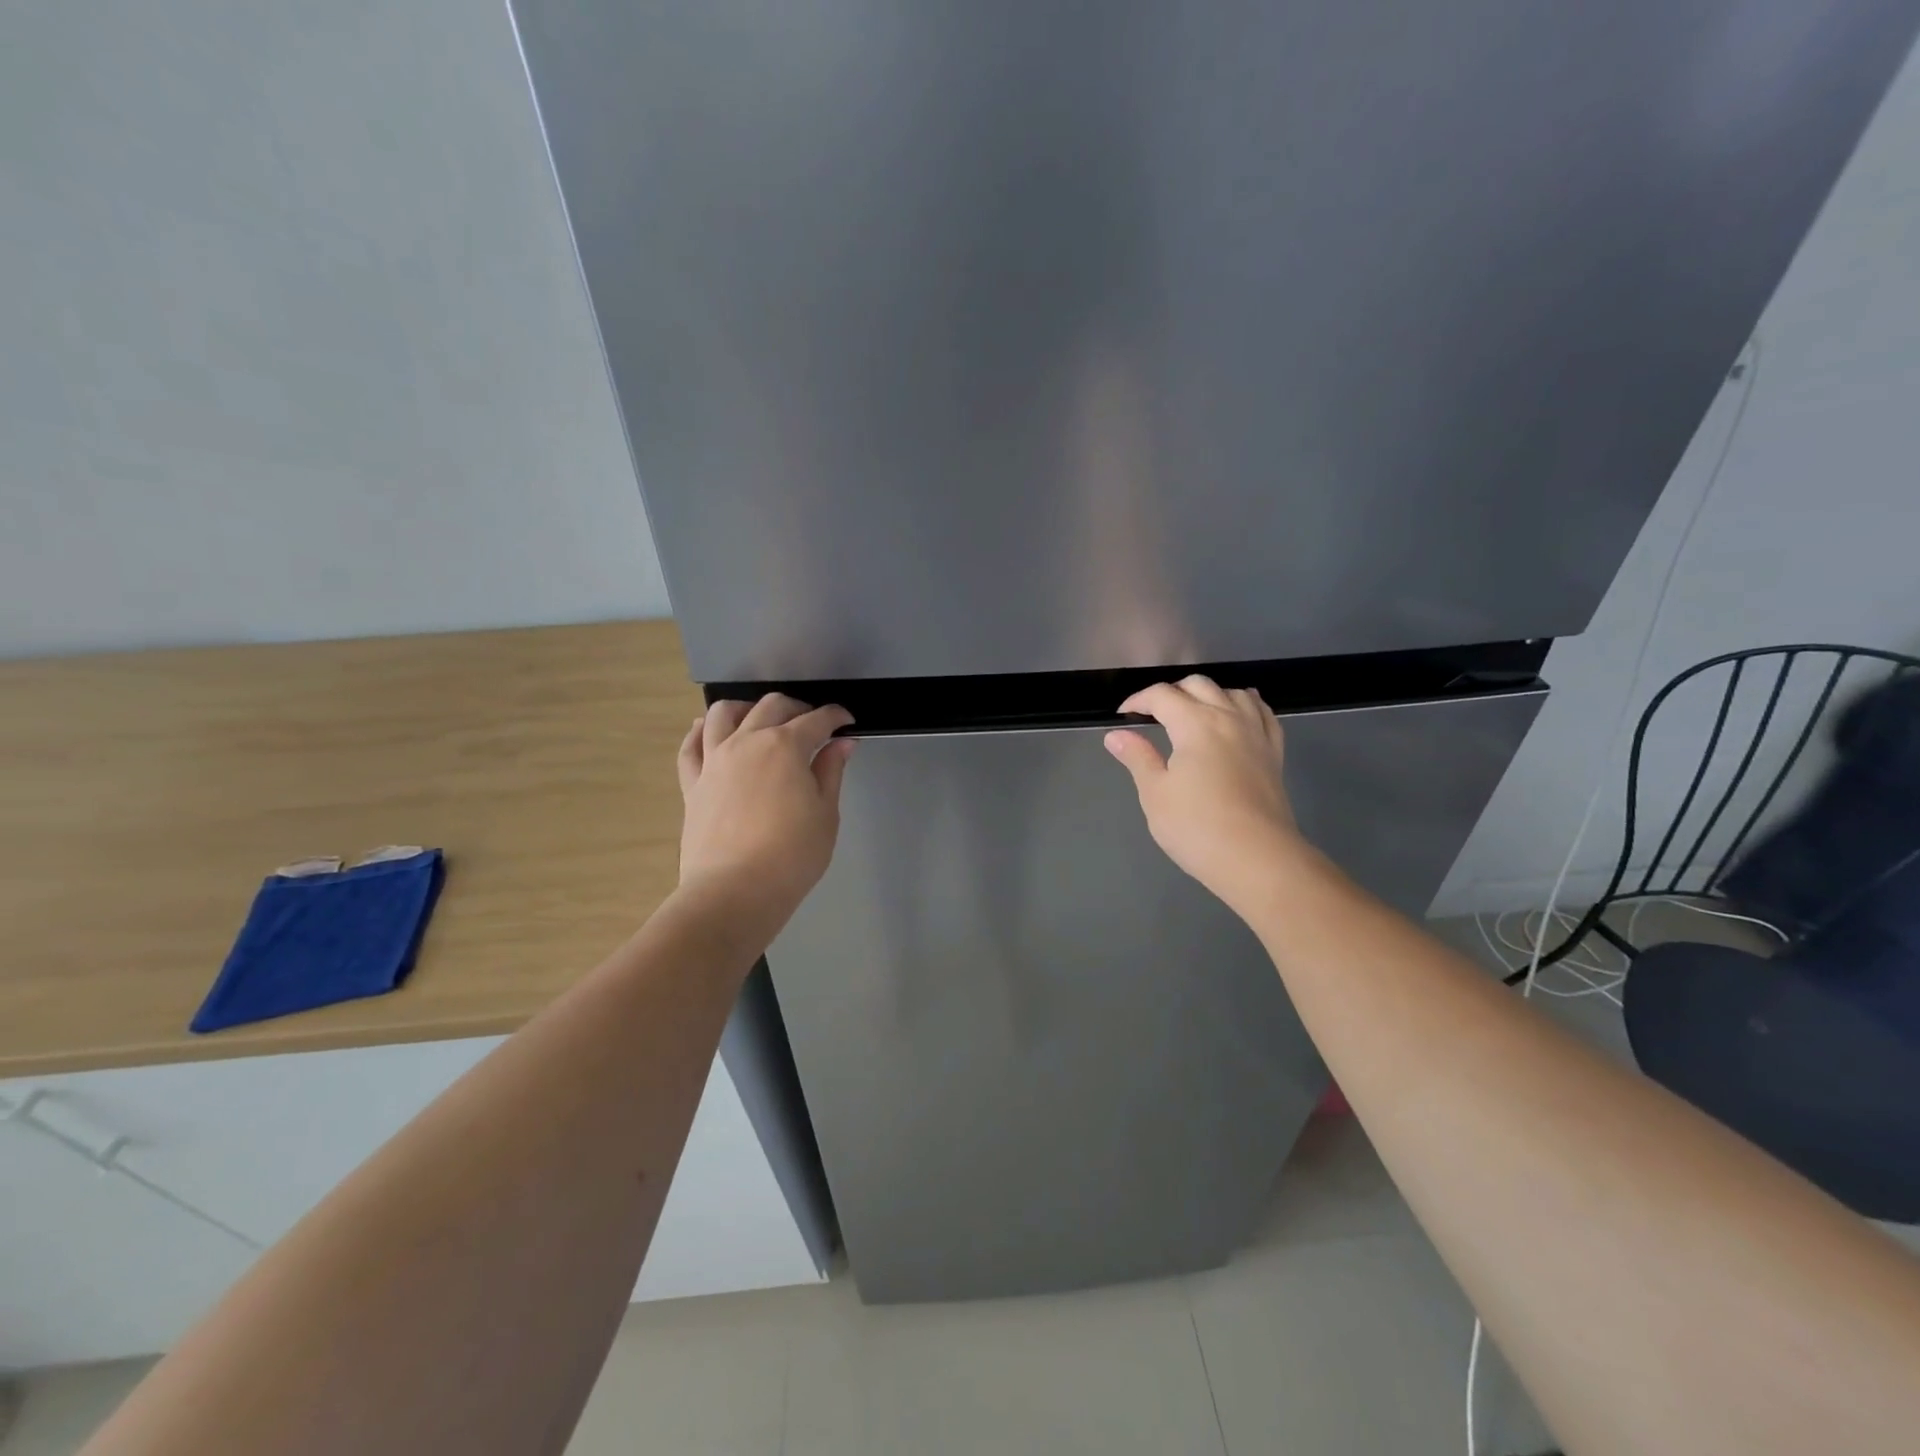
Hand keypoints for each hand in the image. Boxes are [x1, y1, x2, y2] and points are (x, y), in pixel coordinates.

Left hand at [676, 694, 854, 927]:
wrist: (734, 891)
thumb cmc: (792, 855)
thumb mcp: (825, 814)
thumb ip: (830, 772)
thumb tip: (842, 743)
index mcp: (786, 746)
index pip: (817, 720)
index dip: (836, 717)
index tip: (847, 722)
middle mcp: (747, 741)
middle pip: (772, 706)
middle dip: (797, 708)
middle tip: (813, 724)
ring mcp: (714, 760)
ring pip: (724, 713)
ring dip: (747, 708)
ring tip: (760, 719)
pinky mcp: (693, 783)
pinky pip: (691, 746)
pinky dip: (701, 731)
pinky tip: (710, 730)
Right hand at [1105, 676, 1304, 915]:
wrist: (1257, 859)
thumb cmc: (1197, 827)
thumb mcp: (1155, 794)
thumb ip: (1137, 757)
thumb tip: (1116, 735)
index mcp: (1195, 723)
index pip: (1162, 695)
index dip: (1138, 700)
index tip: (1123, 717)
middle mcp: (1228, 717)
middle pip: (1198, 685)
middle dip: (1172, 693)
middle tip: (1153, 715)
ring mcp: (1256, 733)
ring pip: (1233, 692)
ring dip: (1209, 694)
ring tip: (1193, 712)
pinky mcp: (1274, 753)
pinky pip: (1263, 713)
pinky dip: (1246, 705)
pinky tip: (1239, 714)